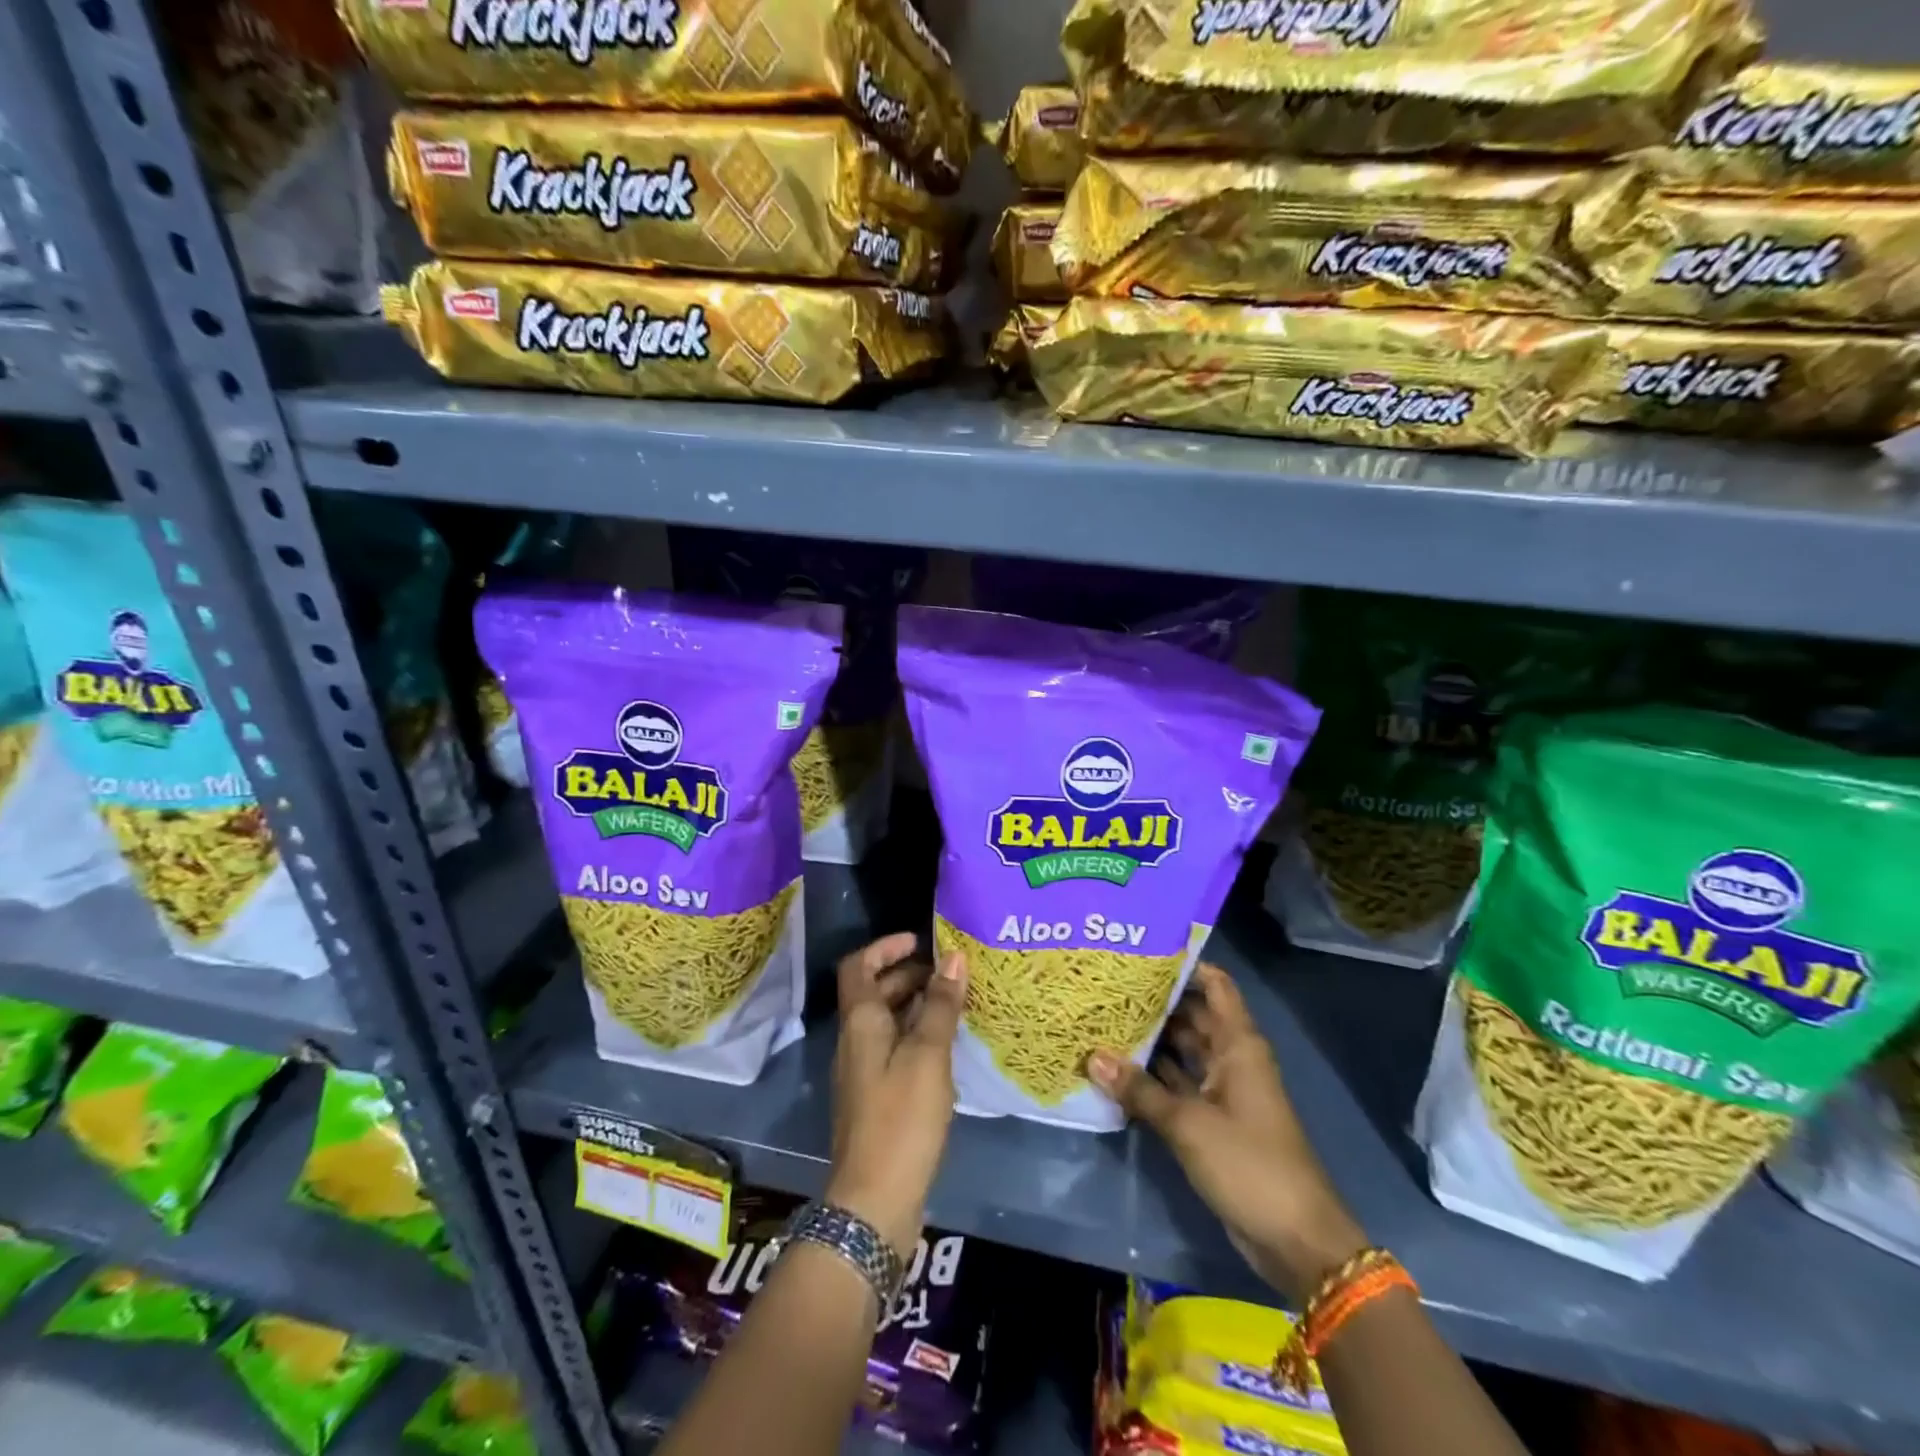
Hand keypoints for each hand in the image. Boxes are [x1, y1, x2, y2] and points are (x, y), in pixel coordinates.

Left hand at [827, 933, 967, 1257]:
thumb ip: (940, 1005)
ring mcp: (863, 1071)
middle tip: (951, 972)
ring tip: (957, 1002)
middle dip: (909, 974)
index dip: (886, 947)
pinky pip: (895, 1049)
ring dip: (917, 1005)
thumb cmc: (901, 1118)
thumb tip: (954, 957)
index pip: (860, 966)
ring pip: (887, 1022)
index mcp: (860, 1022)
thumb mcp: (927, 1055)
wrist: (874, 1201)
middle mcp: (855, 1041)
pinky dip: (918, 1036)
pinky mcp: (877, 1098)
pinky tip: (948, 1046)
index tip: (921, 941)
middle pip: (874, 992)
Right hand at [1088, 962, 1366, 1304]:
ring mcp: (1222, 1091)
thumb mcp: (1189, 1123)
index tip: (1142, 948)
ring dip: (1150, 1040)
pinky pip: (1178, 1085)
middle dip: (1155, 1001)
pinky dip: (1152, 1077)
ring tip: (1102, 1016)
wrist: (1296, 1240)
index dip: (1185, 964)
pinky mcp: (1212, 1121)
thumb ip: (1140, 1090)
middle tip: (1107, 982)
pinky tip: (1115, 1067)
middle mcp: (1231, 1059)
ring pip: (1182, 1051)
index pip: (1214, 985)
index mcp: (1239, 1045)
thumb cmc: (1249, 1164)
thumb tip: (1091, 1057)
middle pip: (1192, 1015)